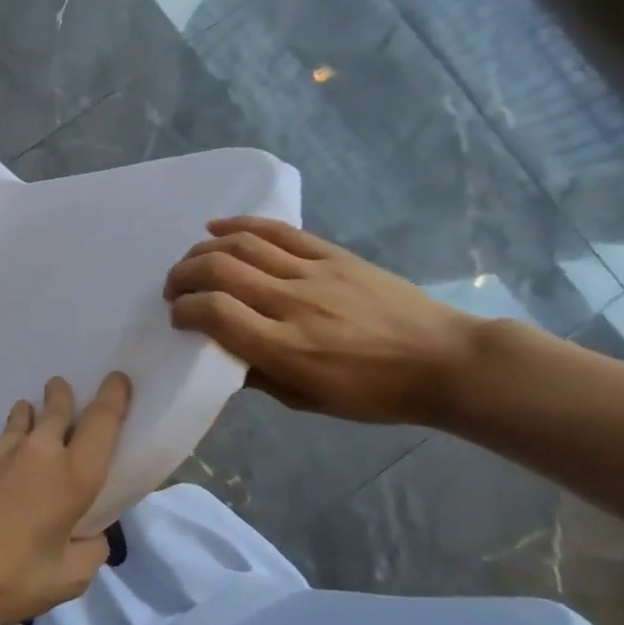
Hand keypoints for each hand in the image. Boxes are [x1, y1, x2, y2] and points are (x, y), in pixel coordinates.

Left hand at [0, 372, 131, 624]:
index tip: (118, 379)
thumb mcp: (68, 578)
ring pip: (20, 419)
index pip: (102, 422)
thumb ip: (90, 550)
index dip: (114, 397)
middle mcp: (36, 453)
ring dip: (30, 415)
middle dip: (63, 396)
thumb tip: (88, 534)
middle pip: (57, 409)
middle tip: (62, 389)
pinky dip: (4, 451)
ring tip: (31, 416)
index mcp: (72, 476)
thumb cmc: (10, 579)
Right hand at [163, 217, 480, 424]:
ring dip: (204, 250)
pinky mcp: (333, 254)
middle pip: (218, 269)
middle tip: (175, 289)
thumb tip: (221, 352)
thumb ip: (256, 375)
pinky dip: (240, 224)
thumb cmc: (374, 393)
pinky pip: (278, 230)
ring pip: (241, 244)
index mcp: (284, 347)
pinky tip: (217, 227)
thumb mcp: (306, 400)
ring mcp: (314, 273)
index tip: (178, 319)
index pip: (213, 312)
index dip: (183, 311)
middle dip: (182, 275)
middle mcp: (292, 303)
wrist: (447, 361)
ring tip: (193, 262)